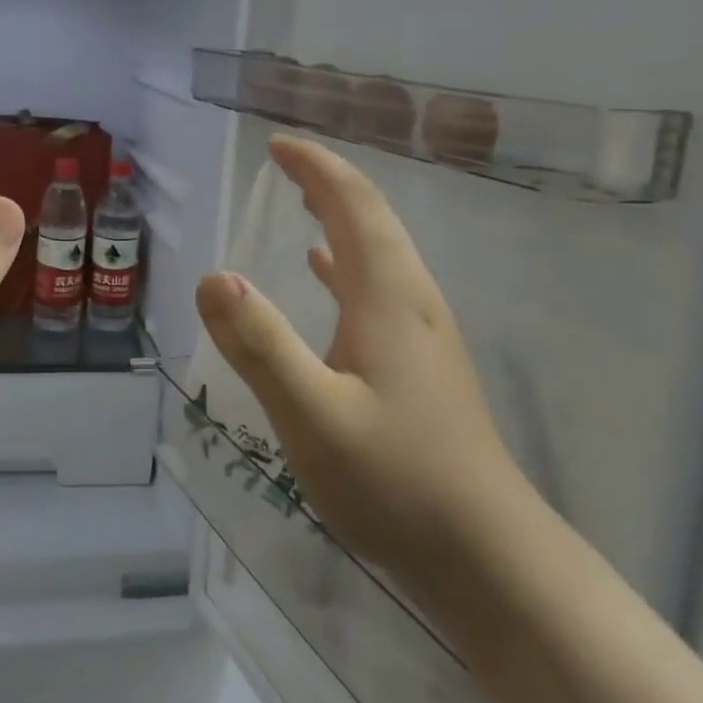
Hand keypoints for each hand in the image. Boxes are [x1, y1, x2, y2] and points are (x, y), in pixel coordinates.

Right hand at [194, 136, 524, 575]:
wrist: (489, 558)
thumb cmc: (397, 482)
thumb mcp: (313, 416)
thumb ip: (260, 345)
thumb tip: (213, 276)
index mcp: (388, 294)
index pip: (353, 203)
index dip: (316, 166)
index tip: (277, 144)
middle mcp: (410, 298)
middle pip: (371, 217)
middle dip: (327, 180)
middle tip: (284, 160)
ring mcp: (422, 331)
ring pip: (378, 249)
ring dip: (339, 214)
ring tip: (301, 199)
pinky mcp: (421, 361)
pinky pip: (379, 284)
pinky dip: (347, 260)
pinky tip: (325, 271)